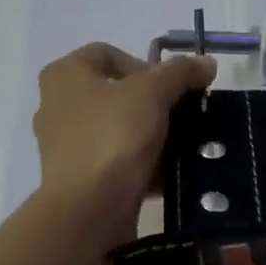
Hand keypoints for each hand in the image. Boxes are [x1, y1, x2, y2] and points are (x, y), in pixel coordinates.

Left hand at [33, 43, 216, 248]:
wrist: (89, 210)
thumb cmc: (113, 137)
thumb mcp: (153, 93)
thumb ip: (181, 72)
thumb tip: (207, 63)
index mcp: (65, 75)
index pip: (108, 54)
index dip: (145, 65)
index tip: (171, 89)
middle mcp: (57, 105)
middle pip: (116, 94)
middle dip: (153, 104)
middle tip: (181, 117)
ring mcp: (65, 145)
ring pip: (118, 130)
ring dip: (150, 136)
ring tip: (180, 146)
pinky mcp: (77, 179)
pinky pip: (115, 161)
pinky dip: (141, 164)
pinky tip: (168, 174)